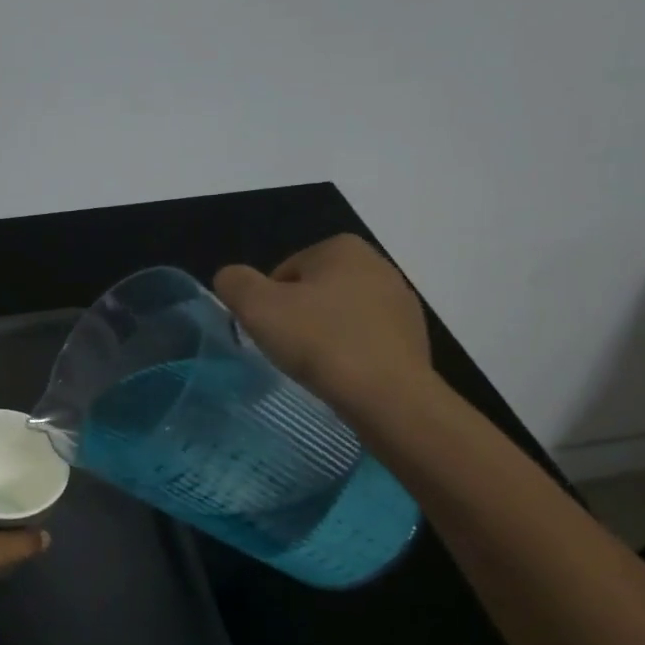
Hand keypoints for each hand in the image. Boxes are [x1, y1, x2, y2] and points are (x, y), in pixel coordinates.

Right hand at [213, 234, 438, 423]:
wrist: (389, 396)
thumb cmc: (320, 343)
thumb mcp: (258, 308)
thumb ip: (234, 283)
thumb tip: (231, 278)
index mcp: (341, 248)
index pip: (282, 273)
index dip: (268, 305)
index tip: (272, 333)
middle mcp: (377, 264)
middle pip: (313, 292)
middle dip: (297, 318)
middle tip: (289, 351)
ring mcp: (400, 301)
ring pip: (340, 316)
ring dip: (324, 336)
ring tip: (317, 367)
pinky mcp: (413, 335)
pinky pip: (365, 339)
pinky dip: (350, 354)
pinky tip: (344, 376)